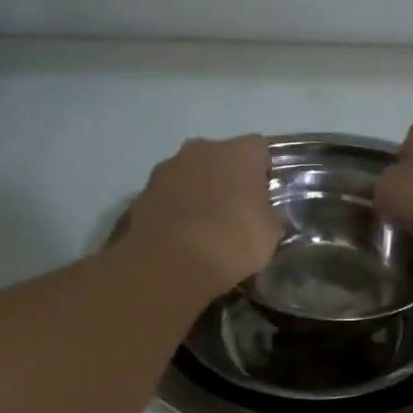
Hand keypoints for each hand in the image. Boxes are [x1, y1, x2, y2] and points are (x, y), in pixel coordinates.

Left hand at [128, 135, 283, 294]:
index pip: (258, 148)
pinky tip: (180, 236)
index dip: (263, 171)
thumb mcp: (270, 234)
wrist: (170, 263)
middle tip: (234, 210)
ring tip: (203, 226)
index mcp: (238, 152)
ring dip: (198, 190)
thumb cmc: (231, 242)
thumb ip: (269, 214)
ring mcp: (167, 168)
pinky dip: (175, 208)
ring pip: (191, 174)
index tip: (263, 197)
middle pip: (220, 157)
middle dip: (227, 177)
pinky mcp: (142, 192)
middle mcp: (201, 149)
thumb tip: (265, 213)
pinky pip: (168, 195)